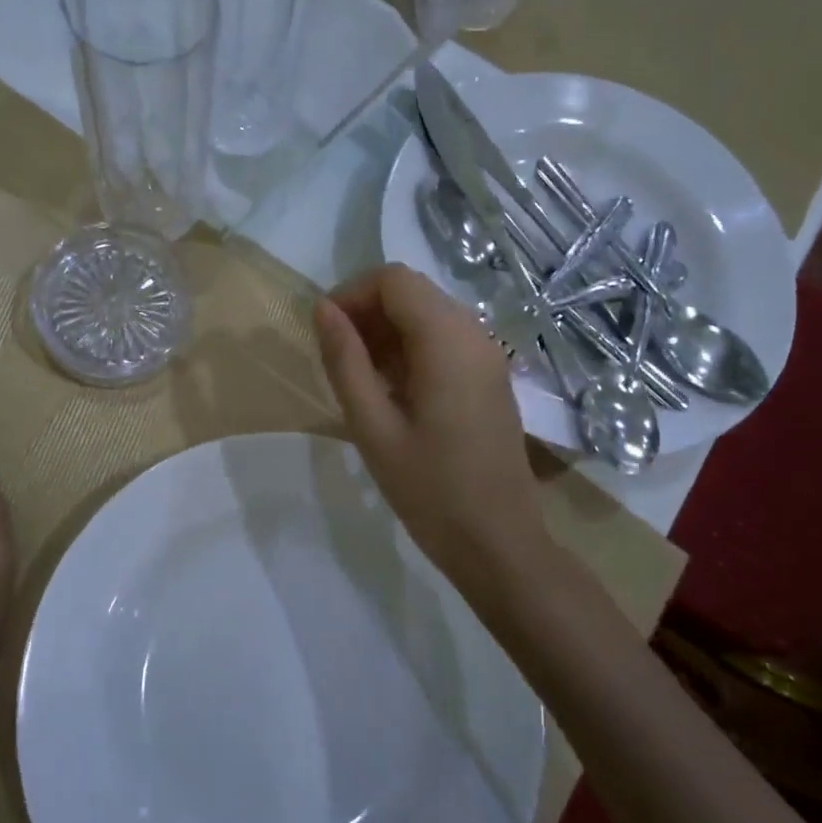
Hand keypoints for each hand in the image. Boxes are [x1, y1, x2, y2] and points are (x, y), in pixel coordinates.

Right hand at [314, 265, 549, 595]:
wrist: (498, 543)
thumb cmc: (430, 490)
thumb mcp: (373, 427)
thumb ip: (345, 361)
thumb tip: (323, 310)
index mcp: (447, 341)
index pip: (393, 280)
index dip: (351, 294)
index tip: (323, 331)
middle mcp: (474, 334)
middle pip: (412, 291)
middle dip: (367, 310)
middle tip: (336, 355)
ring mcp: (487, 356)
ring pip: (428, 313)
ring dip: (387, 330)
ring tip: (358, 376)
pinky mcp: (489, 377)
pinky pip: (444, 340)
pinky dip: (410, 348)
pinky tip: (390, 389)